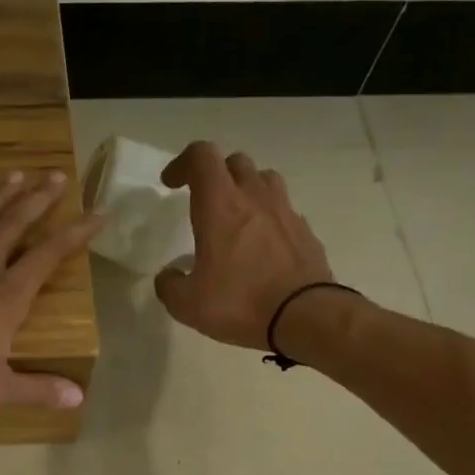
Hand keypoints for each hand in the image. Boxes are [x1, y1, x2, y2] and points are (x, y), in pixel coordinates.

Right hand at [153, 142, 338, 349]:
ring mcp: (284, 212)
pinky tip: (260, 246)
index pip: (202, 157)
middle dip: (214, 174)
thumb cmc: (239, 302)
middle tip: (202, 200)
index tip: (170, 184)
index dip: (182, 163)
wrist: (305, 316)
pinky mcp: (305, 231)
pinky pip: (283, 210)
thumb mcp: (187, 304)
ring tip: (235, 216)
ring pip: (264, 179)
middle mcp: (254, 198)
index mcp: (220, 206)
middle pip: (235, 162)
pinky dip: (267, 217)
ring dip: (245, 189)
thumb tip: (169, 276)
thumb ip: (170, 285)